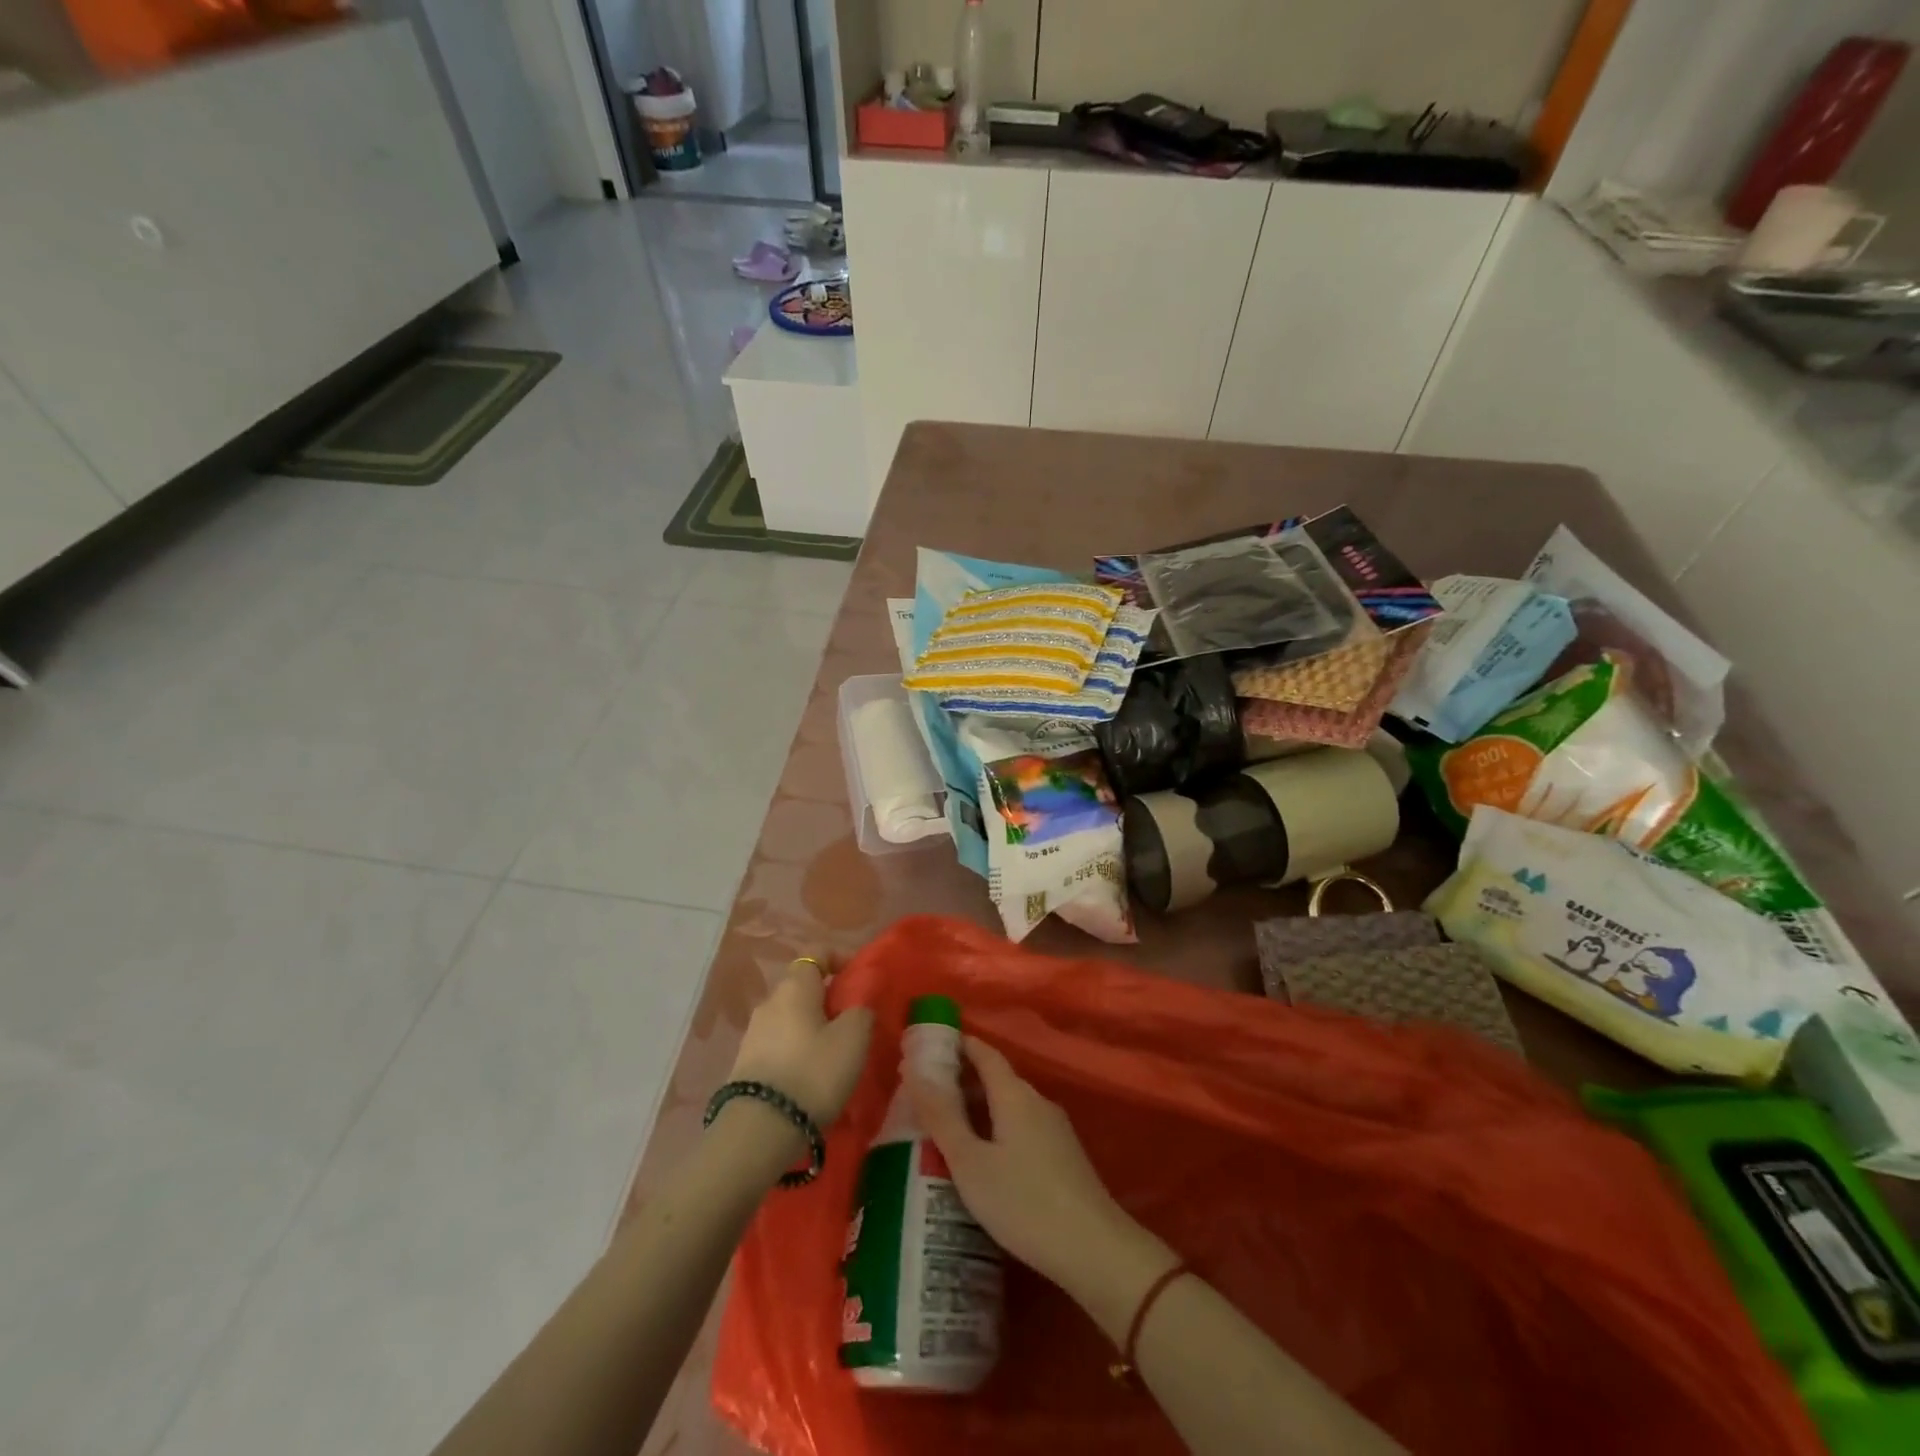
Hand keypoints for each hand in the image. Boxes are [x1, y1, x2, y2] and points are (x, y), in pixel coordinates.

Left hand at [727, 958, 872, 1126]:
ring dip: (811, 1027)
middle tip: (851, 1022)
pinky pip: (778, 1044)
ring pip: (790, 1017)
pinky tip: (809, 1075)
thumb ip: (861, 1011)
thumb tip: (857, 1005)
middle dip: (827, 999)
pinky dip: (796, 1050)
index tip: (858, 978)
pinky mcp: (745, 1064)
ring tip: (833, 1054)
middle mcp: (769, 1002)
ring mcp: (753, 1033)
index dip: (839, 959)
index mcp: (795, 987)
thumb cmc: (813, 1072)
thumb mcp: (853, 1039)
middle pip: (802, 987)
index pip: (816, 954)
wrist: (760, 1129)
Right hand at [908, 1035, 1137, 1289]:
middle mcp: (1037, 1101)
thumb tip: (915, 1071)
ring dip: (980, 1109)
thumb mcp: (970, 1162)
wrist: (1093, 1249)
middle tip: (927, 1097)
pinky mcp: (1063, 1156)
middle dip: (963, 1081)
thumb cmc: (1023, 1201)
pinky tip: (984, 1161)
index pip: (984, 1053)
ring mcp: (1055, 1129)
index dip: (959, 1045)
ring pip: (1010, 1106)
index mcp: (1015, 1094)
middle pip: (997, 1079)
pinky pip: (1022, 1127)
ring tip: (947, 1131)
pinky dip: (997, 1130)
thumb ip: (942, 1117)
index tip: (931, 1048)